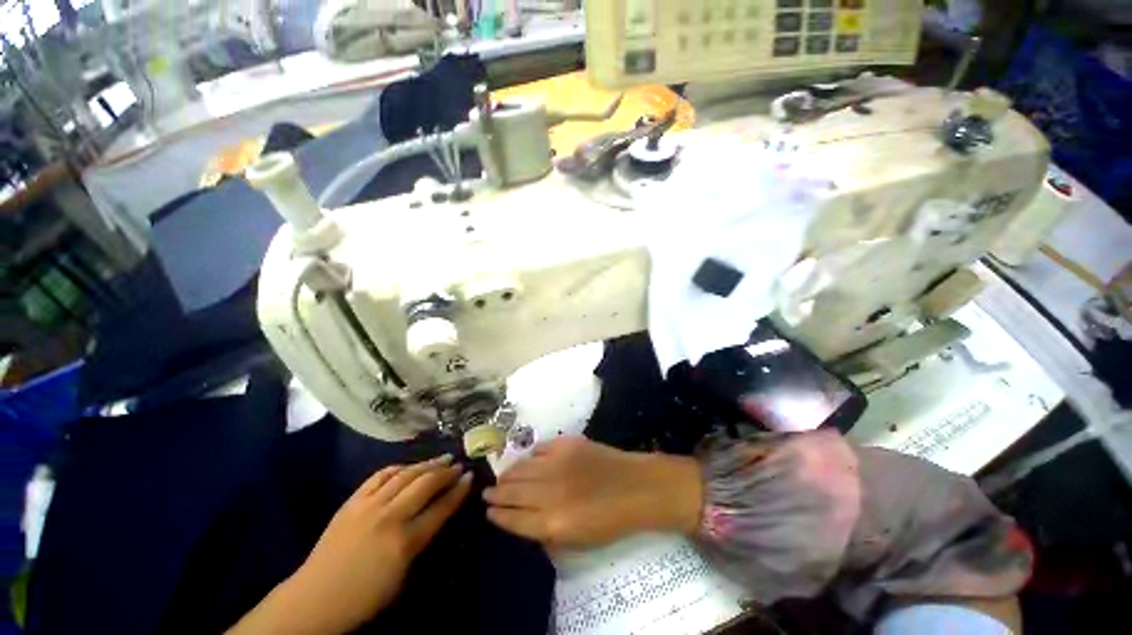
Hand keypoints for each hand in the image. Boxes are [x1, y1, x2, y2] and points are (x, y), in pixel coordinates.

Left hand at [229, 455, 471, 634]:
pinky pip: (380, 475)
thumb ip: (421, 541)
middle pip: (425, 485)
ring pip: (406, 475)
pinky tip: (408, 466)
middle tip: (459, 465)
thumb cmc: (364, 597)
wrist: (314, 599)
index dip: (459, 491)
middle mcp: (390, 517)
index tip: (470, 477)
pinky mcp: (352, 501)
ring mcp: (369, 506)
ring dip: (427, 464)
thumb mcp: (402, 577)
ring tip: (442, 458)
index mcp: (405, 542)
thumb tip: (436, 514)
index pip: (441, 508)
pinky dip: (399, 467)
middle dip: (446, 472)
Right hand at [484, 438, 701, 548]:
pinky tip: (527, 460)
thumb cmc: (611, 520)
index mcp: (553, 523)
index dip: (498, 515)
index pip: (514, 519)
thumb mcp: (578, 541)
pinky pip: (539, 449)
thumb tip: (524, 520)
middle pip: (513, 492)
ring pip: (522, 468)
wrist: (635, 487)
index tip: (488, 510)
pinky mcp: (567, 444)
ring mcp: (558, 464)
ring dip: (508, 474)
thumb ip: (547, 533)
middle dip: (496, 493)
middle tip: (487, 492)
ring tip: (502, 477)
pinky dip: (530, 456)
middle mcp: (550, 492)